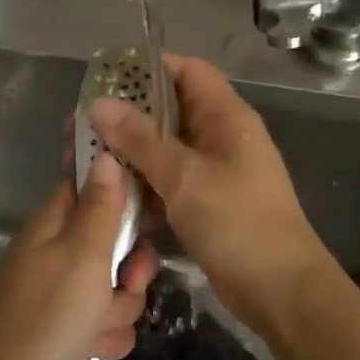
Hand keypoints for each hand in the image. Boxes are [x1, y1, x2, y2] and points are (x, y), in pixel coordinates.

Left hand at [0, 153, 157, 359]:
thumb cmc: (50, 318)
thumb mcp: (84, 255)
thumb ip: (101, 207)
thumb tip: (105, 156)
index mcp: (51, 225)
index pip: (86, 184)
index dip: (118, 188)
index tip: (148, 201)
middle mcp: (54, 253)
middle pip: (110, 240)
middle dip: (129, 266)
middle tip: (130, 280)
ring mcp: (59, 293)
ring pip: (113, 284)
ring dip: (120, 307)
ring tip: (101, 326)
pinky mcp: (66, 329)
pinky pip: (104, 319)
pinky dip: (106, 334)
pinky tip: (97, 349)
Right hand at [90, 55, 326, 332]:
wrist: (278, 290)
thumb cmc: (236, 222)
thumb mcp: (184, 176)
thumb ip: (140, 139)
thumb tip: (100, 105)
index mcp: (226, 117)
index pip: (188, 72)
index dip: (149, 68)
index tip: (105, 79)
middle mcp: (219, 138)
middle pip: (169, 111)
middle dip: (126, 116)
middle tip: (80, 127)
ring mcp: (212, 173)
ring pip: (163, 150)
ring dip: (128, 153)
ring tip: (82, 158)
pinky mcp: (204, 204)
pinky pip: (167, 182)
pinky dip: (141, 184)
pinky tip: (106, 193)